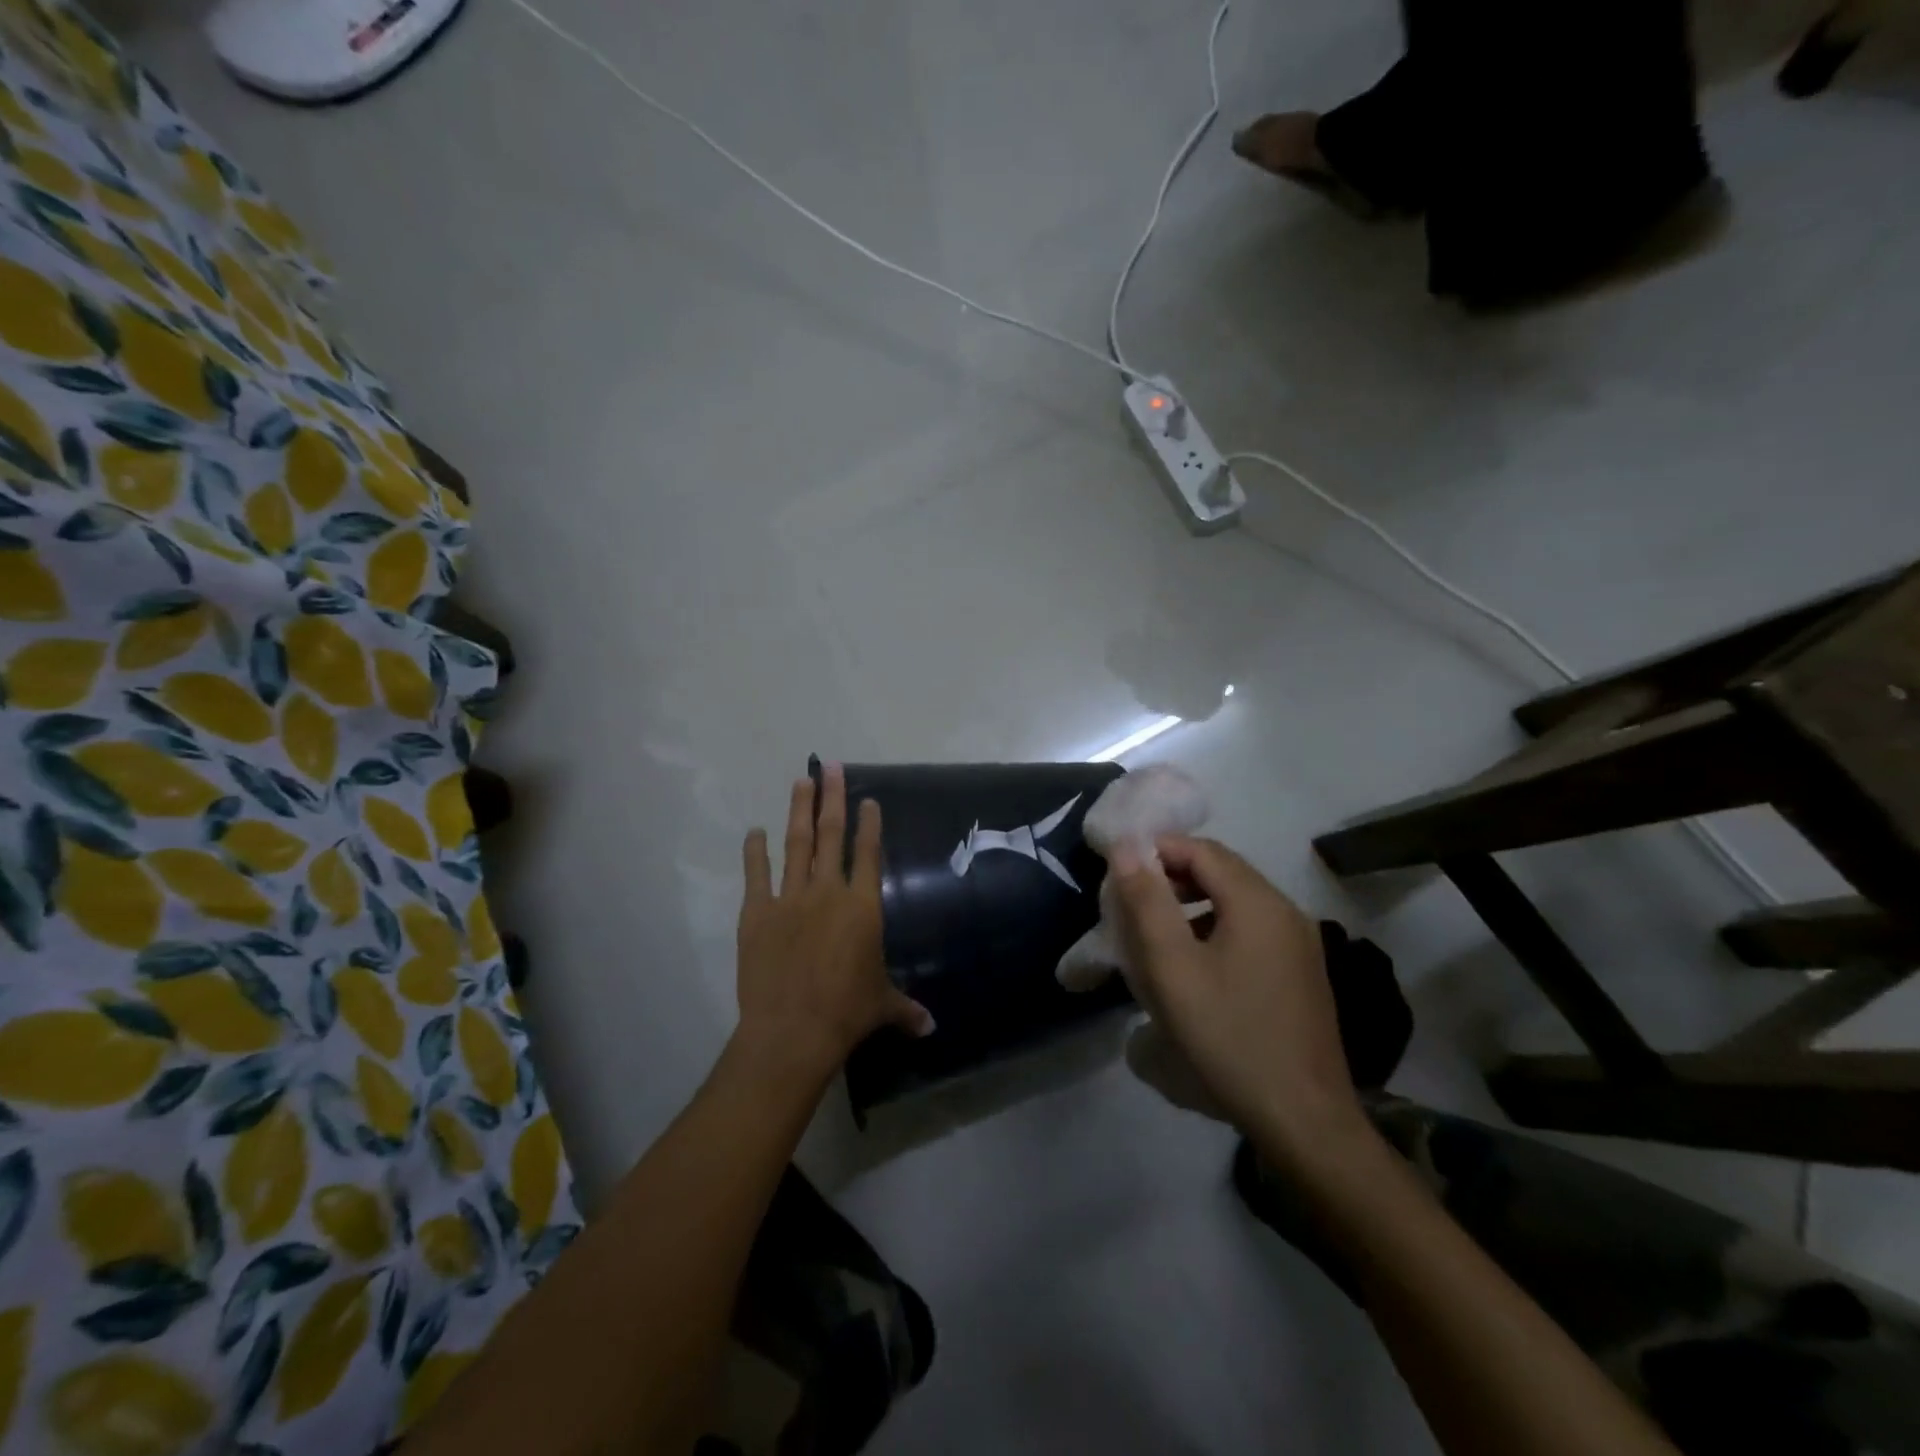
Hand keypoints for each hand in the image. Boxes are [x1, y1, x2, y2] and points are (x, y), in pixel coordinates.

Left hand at [734, 764, 932, 1084]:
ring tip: (800, 782)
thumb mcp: (882, 1005)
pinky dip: (754, 852)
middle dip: (833, 798)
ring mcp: (790, 898)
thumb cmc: (846, 1012)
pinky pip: (756, 875)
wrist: (793, 1030)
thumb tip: (931, 1028)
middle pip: (831, 835)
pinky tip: (753, 832)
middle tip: (831, 767)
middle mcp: (828, 891)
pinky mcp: (757, 913)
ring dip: (798, 811)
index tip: (867, 800)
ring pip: (796, 844)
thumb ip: (906, 1008)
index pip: (868, 853)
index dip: (869, 824)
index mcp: (862, 906)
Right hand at [1108, 836, 1368, 1167]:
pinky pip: (1252, 930)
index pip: (1201, 849)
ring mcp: (1300, 943)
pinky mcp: (1302, 973)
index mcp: (1258, 902)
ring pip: (1236, 901)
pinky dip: (1216, 928)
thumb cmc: (1228, 1036)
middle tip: (1132, 904)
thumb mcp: (1172, 968)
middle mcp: (1286, 911)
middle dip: (1172, 877)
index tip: (1119, 874)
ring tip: (1156, 934)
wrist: (1304, 1120)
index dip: (1157, 851)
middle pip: (1221, 871)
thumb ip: (1146, 902)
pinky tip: (1196, 966)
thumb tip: (1126, 847)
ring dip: (1193, 903)